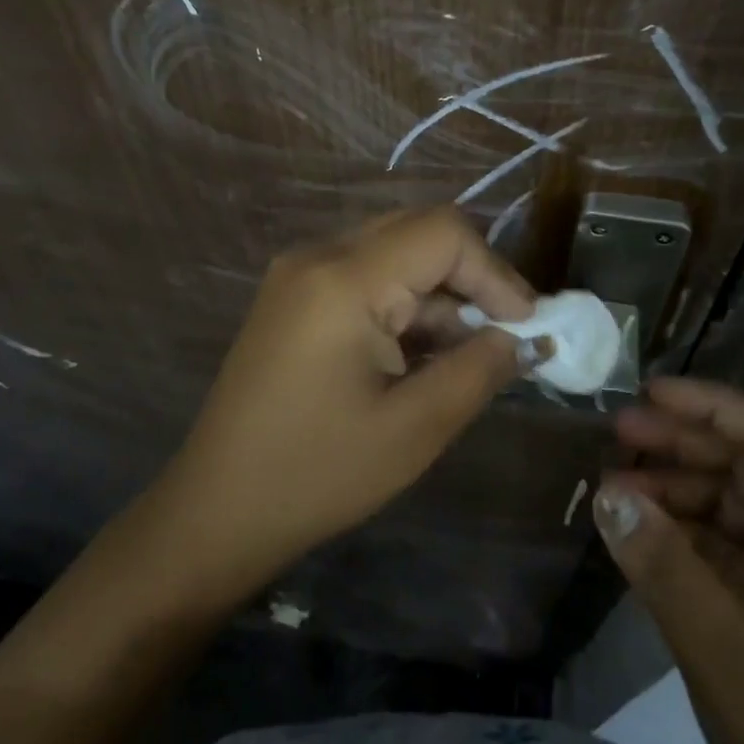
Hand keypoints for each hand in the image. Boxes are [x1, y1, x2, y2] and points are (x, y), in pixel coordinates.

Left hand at [158, 206, 534, 589]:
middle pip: (419, 232)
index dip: (496, 272)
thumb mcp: (415, 428)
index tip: (528, 325)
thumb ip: (479, 369)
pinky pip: (365, 276)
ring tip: (464, 354)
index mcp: (344, 279)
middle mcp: (318, 256)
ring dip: (438, 295)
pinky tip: (419, 353)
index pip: (444, 233)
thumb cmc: (317, 474)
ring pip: (394, 253)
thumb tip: (524, 337)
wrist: (216, 511)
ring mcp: (299, 273)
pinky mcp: (292, 296)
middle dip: (471, 278)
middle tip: (504, 333)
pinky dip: (403, 304)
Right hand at [595, 379, 743, 743]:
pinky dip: (674, 524)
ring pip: (727, 495)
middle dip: (683, 440)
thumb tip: (607, 490)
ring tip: (612, 478)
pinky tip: (632, 521)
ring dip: (672, 481)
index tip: (652, 394)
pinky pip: (716, 537)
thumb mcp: (727, 658)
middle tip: (617, 430)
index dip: (716, 408)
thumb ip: (666, 569)